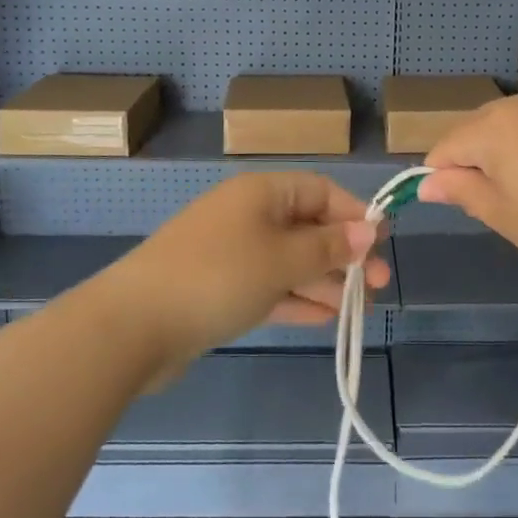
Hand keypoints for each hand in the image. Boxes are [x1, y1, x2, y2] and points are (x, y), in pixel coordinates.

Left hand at [101, 172, 386, 368]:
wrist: (133, 326)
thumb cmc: (218, 277)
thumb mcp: (282, 260)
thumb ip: (329, 247)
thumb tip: (370, 230)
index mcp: (261, 192)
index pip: (320, 191)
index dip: (355, 215)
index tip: (384, 245)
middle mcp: (247, 215)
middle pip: (307, 227)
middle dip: (344, 254)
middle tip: (378, 285)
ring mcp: (230, 253)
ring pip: (289, 260)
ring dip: (323, 280)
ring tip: (357, 307)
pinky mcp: (218, 288)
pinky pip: (268, 286)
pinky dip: (295, 299)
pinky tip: (324, 318)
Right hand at [417, 91, 517, 299]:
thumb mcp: (504, 216)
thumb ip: (460, 191)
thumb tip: (428, 183)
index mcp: (495, 126)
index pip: (447, 145)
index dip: (440, 175)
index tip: (450, 205)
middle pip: (476, 128)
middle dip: (472, 161)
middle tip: (491, 205)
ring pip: (509, 125)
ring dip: (502, 153)